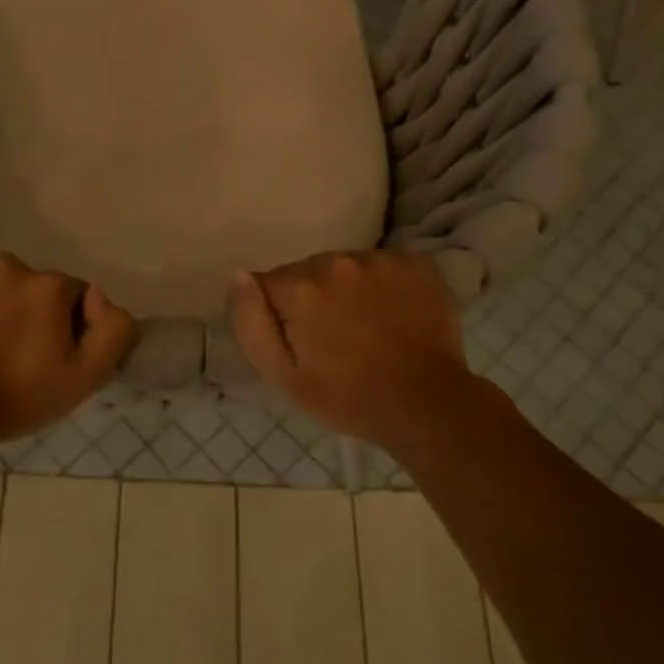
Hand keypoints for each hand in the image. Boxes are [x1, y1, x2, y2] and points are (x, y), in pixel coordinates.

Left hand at [0, 254, 135, 444]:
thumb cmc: (15, 399)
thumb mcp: (85, 378)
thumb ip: (113, 330)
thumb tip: (99, 298)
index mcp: (48, 286)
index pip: (70, 294)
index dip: (64, 324)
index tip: (47, 354)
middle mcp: (6, 265)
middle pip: (26, 284)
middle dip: (23, 309)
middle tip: (8, 351)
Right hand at [228, 251, 489, 448]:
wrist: (426, 404)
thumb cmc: (346, 398)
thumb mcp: (282, 375)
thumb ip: (251, 323)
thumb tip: (237, 276)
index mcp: (300, 288)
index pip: (269, 283)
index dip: (279, 313)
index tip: (299, 341)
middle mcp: (337, 262)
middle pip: (309, 271)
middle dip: (313, 297)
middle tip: (334, 338)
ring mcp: (380, 259)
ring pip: (346, 266)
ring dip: (348, 289)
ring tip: (366, 326)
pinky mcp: (415, 262)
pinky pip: (383, 265)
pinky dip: (383, 284)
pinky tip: (392, 314)